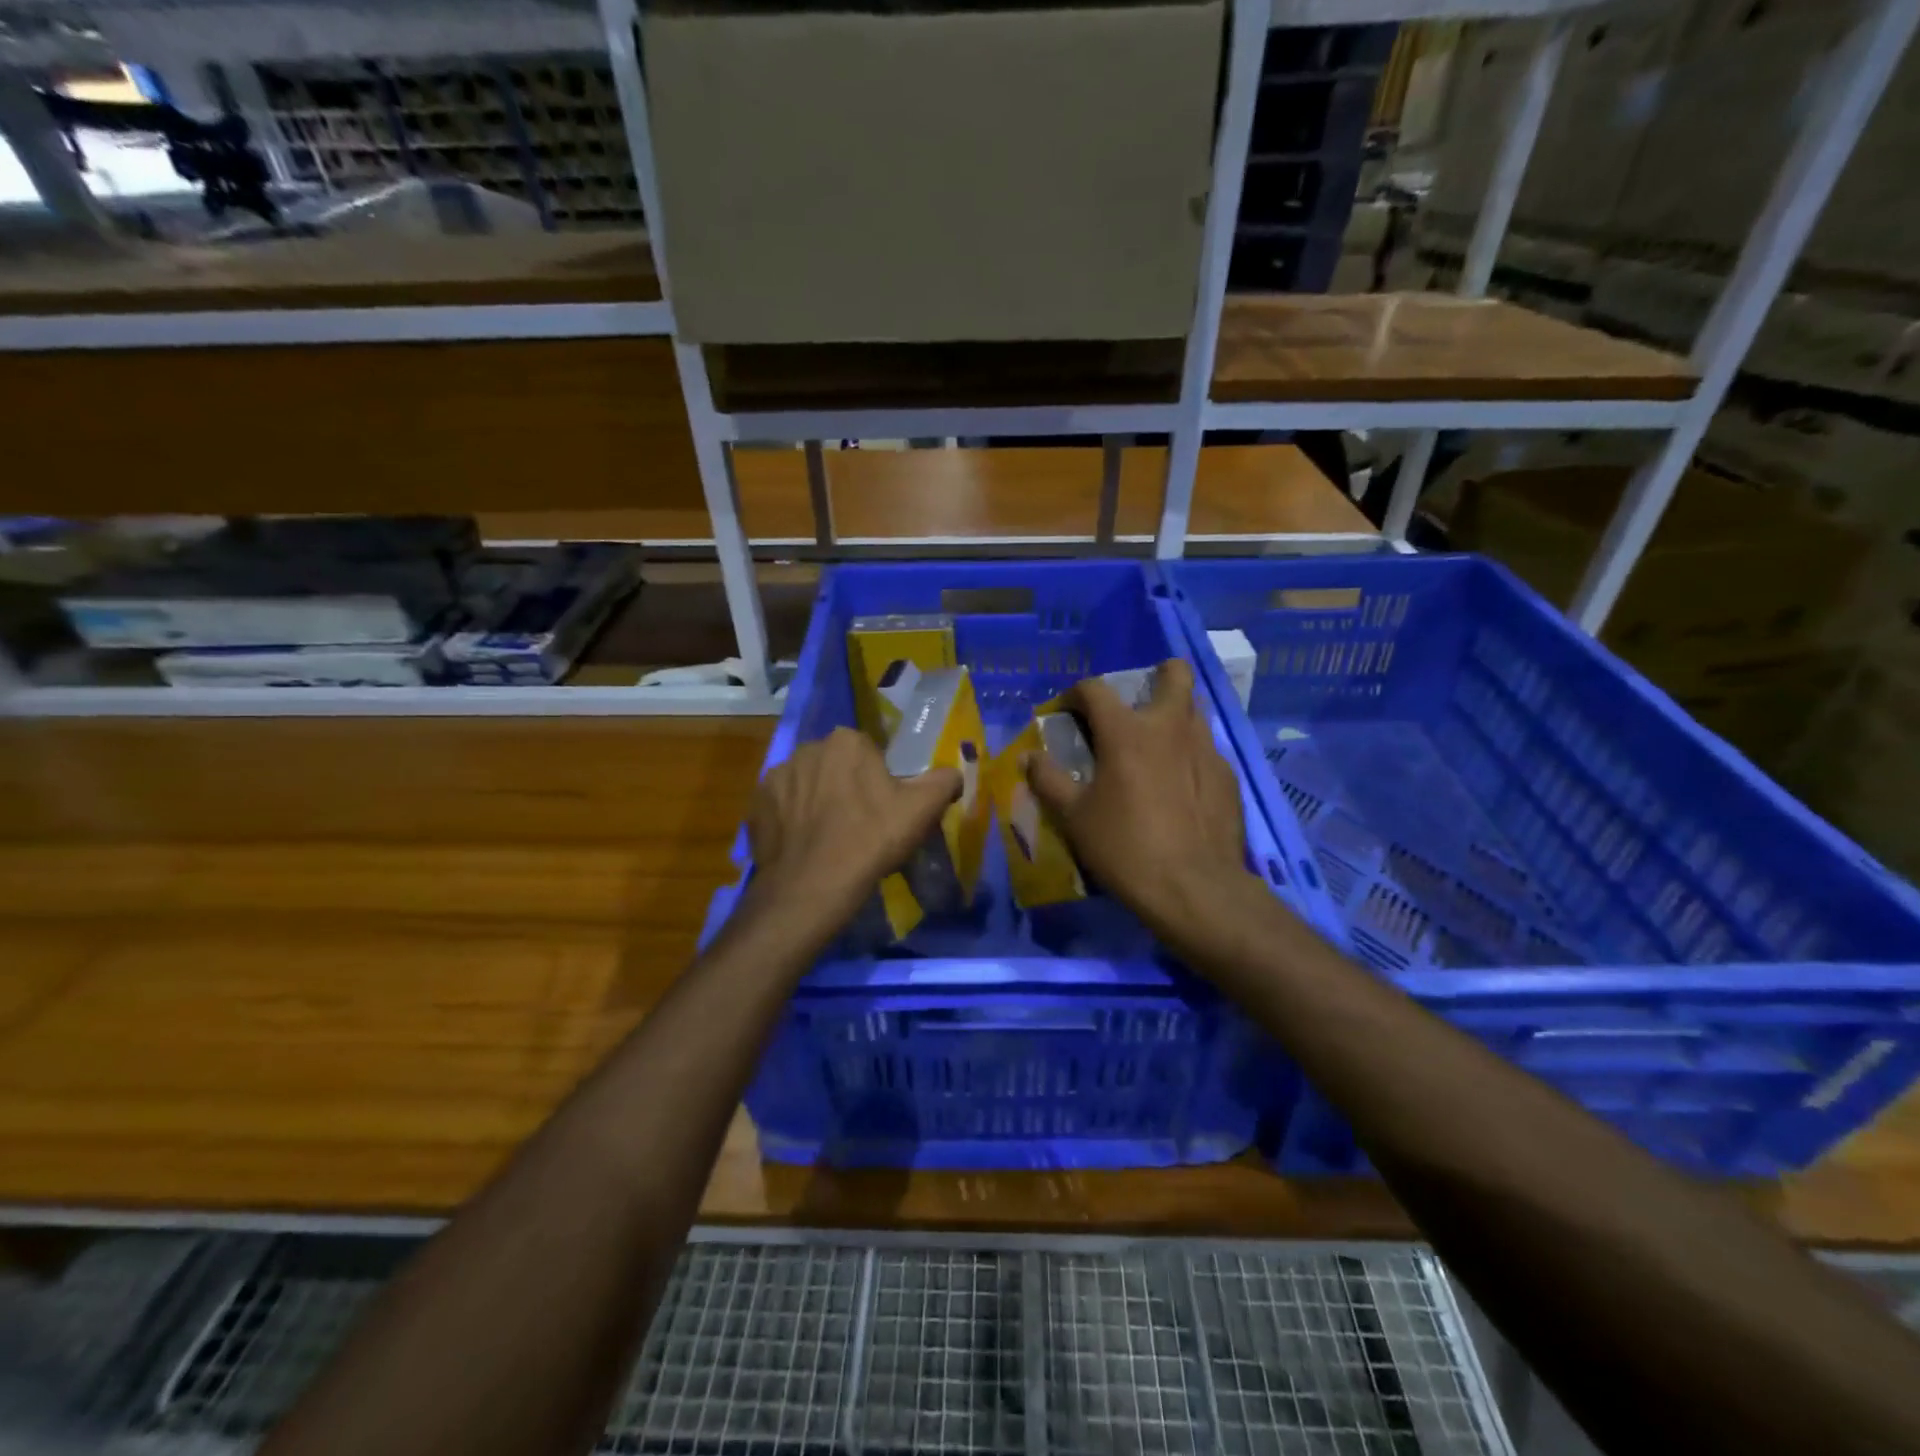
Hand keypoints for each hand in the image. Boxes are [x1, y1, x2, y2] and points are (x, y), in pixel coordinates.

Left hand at [747, 727, 960, 933]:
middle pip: (836, 765)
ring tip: (830, 839)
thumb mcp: (921, 810)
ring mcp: (776, 776)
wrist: (811, 887)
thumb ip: (944, 781)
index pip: (869, 753)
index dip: (879, 782)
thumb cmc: (870, 840)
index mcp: (846, 741)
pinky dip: (793, 820)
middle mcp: (806, 748)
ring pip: (808, 784)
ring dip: (818, 802)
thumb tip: (955, 773)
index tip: (883, 810)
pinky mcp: (755, 804)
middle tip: (859, 825)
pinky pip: (783, 806)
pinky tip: (806, 845)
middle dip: (846, 786)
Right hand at [1027, 658, 1260, 954]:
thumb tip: (1029, 757)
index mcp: (1127, 731)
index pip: (1095, 689)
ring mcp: (1207, 749)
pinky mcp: (1228, 776)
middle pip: (1174, 674)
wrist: (1195, 888)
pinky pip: (1207, 750)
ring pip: (1194, 711)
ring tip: (1156, 749)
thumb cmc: (1125, 848)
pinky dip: (1190, 756)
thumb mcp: (1074, 817)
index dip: (1075, 694)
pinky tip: (1180, 789)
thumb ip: (1048, 780)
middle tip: (1137, 705)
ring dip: (1174, 717)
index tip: (1067, 712)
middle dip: (1158, 675)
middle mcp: (1171, 727)